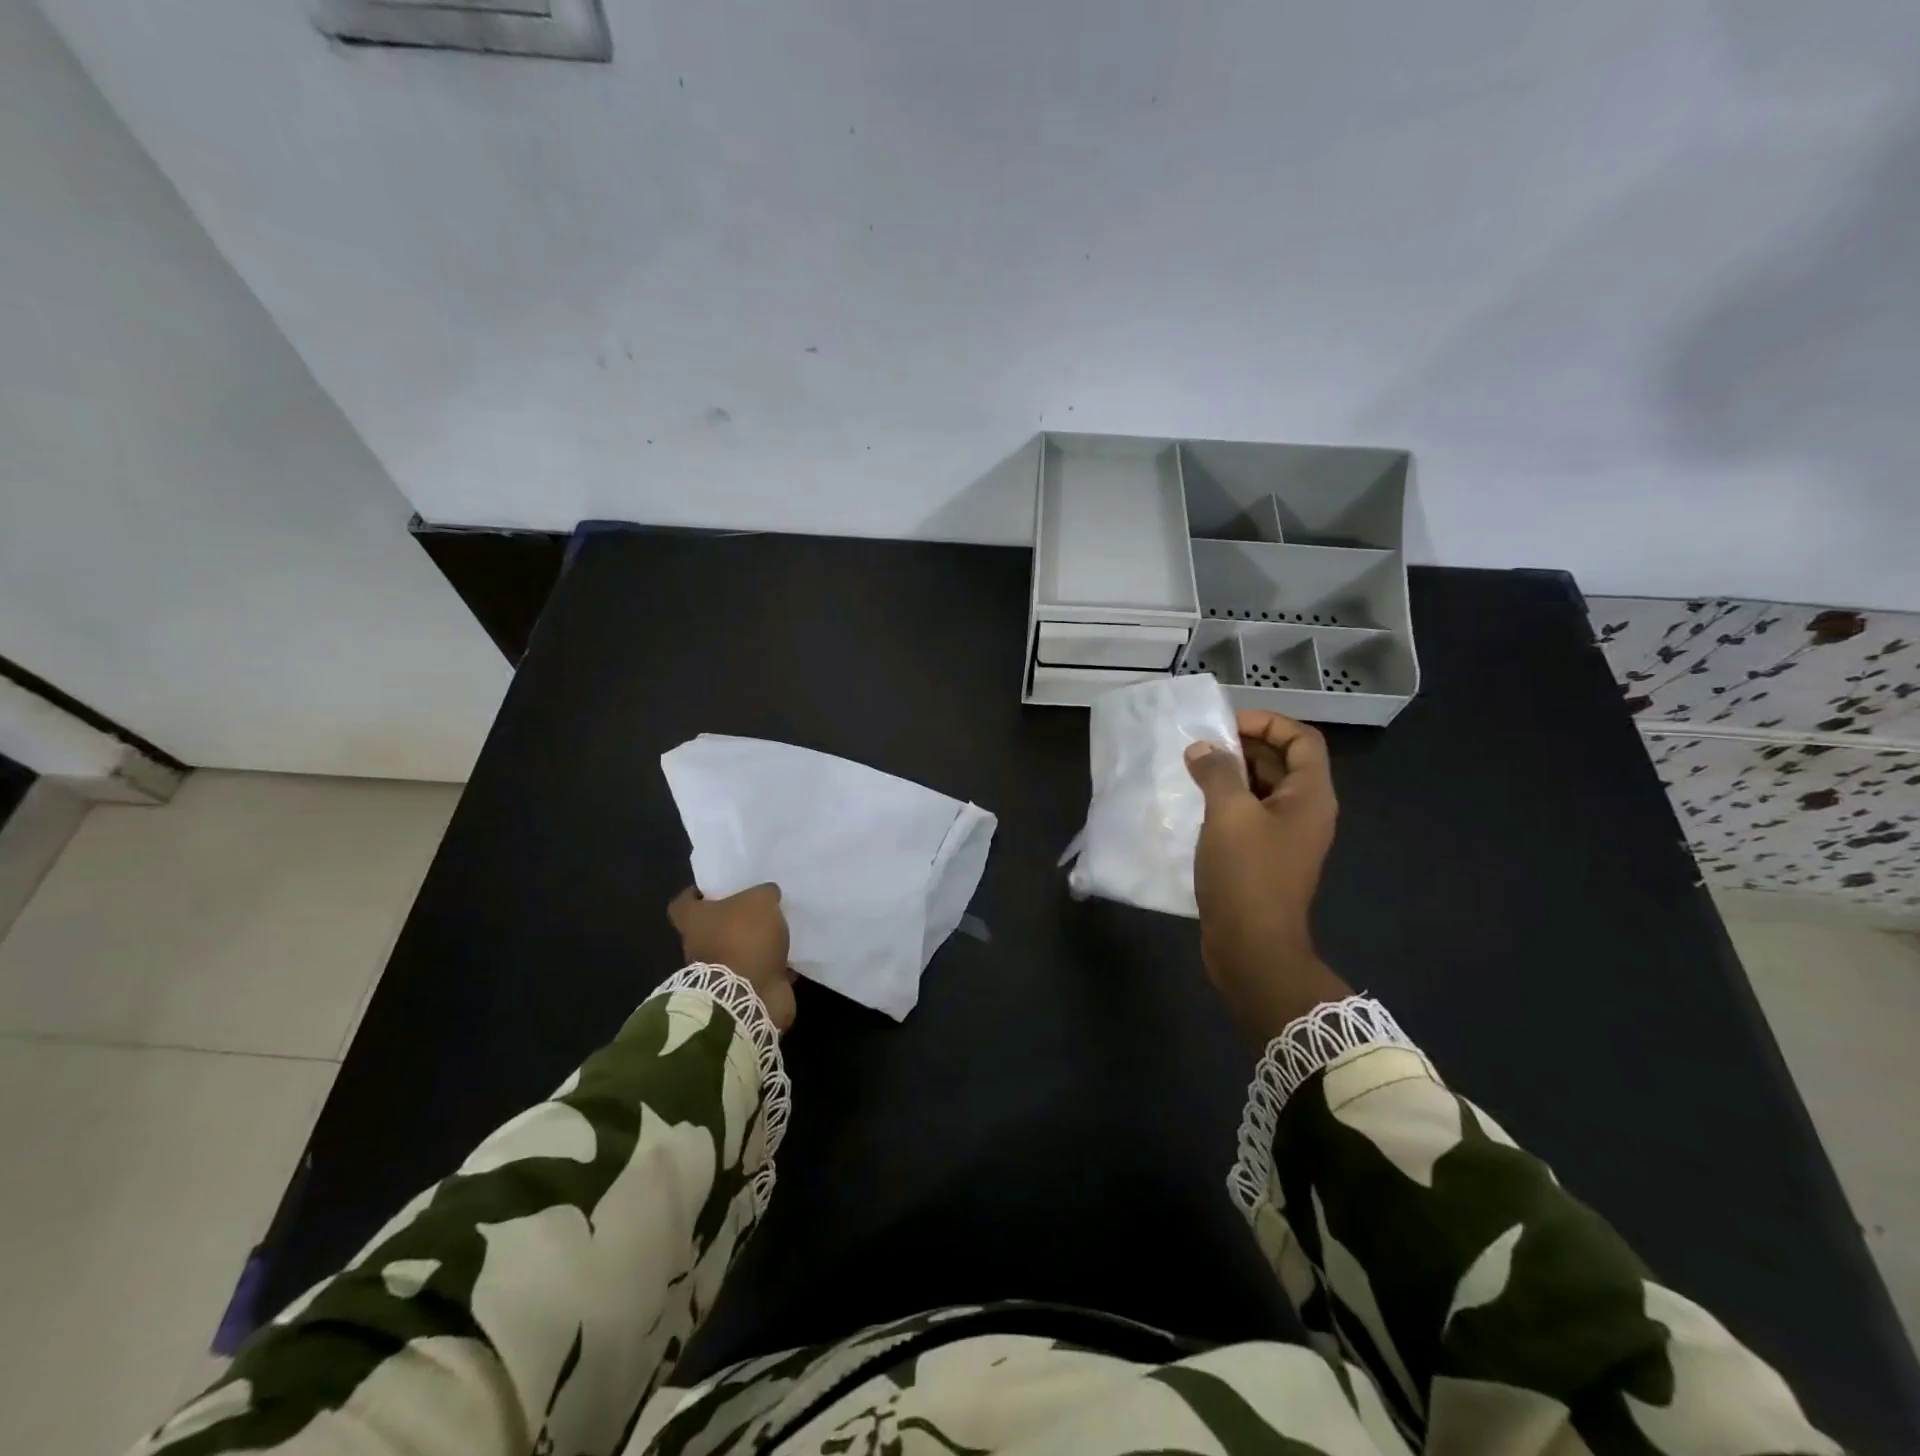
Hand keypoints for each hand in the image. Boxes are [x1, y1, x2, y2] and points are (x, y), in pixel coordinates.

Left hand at [668, 884, 796, 1031]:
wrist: (748, 997)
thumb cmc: (744, 939)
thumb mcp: (759, 901)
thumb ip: (764, 893)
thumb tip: (768, 895)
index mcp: (695, 922)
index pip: (682, 903)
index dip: (695, 894)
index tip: (715, 889)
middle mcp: (700, 947)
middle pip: (712, 928)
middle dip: (734, 919)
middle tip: (760, 906)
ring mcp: (719, 972)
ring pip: (737, 950)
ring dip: (755, 943)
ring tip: (781, 929)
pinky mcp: (742, 991)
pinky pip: (758, 972)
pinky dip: (772, 966)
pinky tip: (792, 955)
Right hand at [1184, 711, 1350, 1038]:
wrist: (1252, 948)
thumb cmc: (1247, 874)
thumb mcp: (1229, 814)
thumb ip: (1216, 772)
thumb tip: (1202, 749)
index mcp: (1310, 797)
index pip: (1302, 740)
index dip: (1268, 722)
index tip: (1226, 724)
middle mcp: (1304, 812)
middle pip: (1282, 762)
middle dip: (1244, 746)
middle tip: (1201, 743)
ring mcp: (1285, 838)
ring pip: (1262, 790)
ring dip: (1231, 774)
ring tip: (1192, 768)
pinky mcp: (1264, 858)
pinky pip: (1249, 816)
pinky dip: (1225, 802)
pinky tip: (1194, 803)